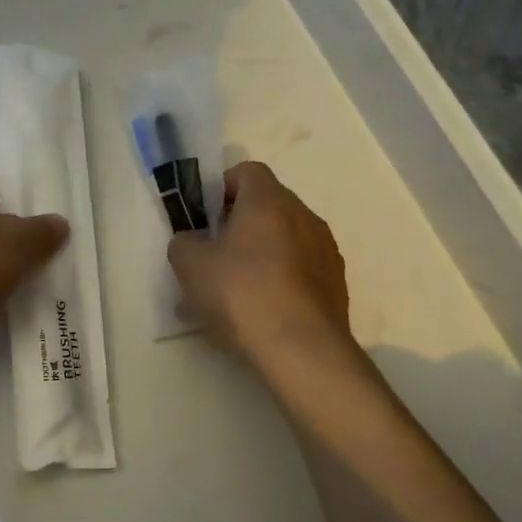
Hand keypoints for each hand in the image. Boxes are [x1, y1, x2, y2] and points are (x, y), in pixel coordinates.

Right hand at [168, 161, 352, 365]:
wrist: (302, 350)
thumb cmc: (241, 294)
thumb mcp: (190, 266)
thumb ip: (184, 243)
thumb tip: (193, 242)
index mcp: (268, 201)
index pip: (247, 171)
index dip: (223, 188)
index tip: (206, 218)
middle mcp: (303, 216)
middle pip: (268, 205)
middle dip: (239, 224)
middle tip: (215, 256)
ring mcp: (325, 250)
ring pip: (285, 239)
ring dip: (261, 254)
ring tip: (235, 293)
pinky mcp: (336, 284)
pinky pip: (300, 269)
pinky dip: (280, 280)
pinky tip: (260, 313)